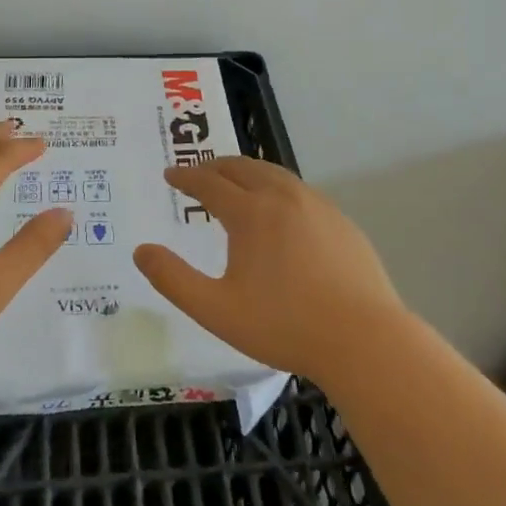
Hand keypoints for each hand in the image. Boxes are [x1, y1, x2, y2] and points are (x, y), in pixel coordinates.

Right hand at [134, 156, 407, 383]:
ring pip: (274, 174)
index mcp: (251, 213)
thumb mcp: (216, 309)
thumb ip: (173, 279)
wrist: (364, 340)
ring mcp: (317, 206)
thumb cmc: (284, 325)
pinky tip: (280, 210)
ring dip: (248, 172)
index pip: (209, 183)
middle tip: (198, 173)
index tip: (170, 174)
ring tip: (235, 182)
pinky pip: (300, 191)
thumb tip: (141, 251)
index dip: (186, 177)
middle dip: (215, 166)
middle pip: (243, 168)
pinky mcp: (341, 222)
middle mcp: (283, 197)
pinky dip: (277, 188)